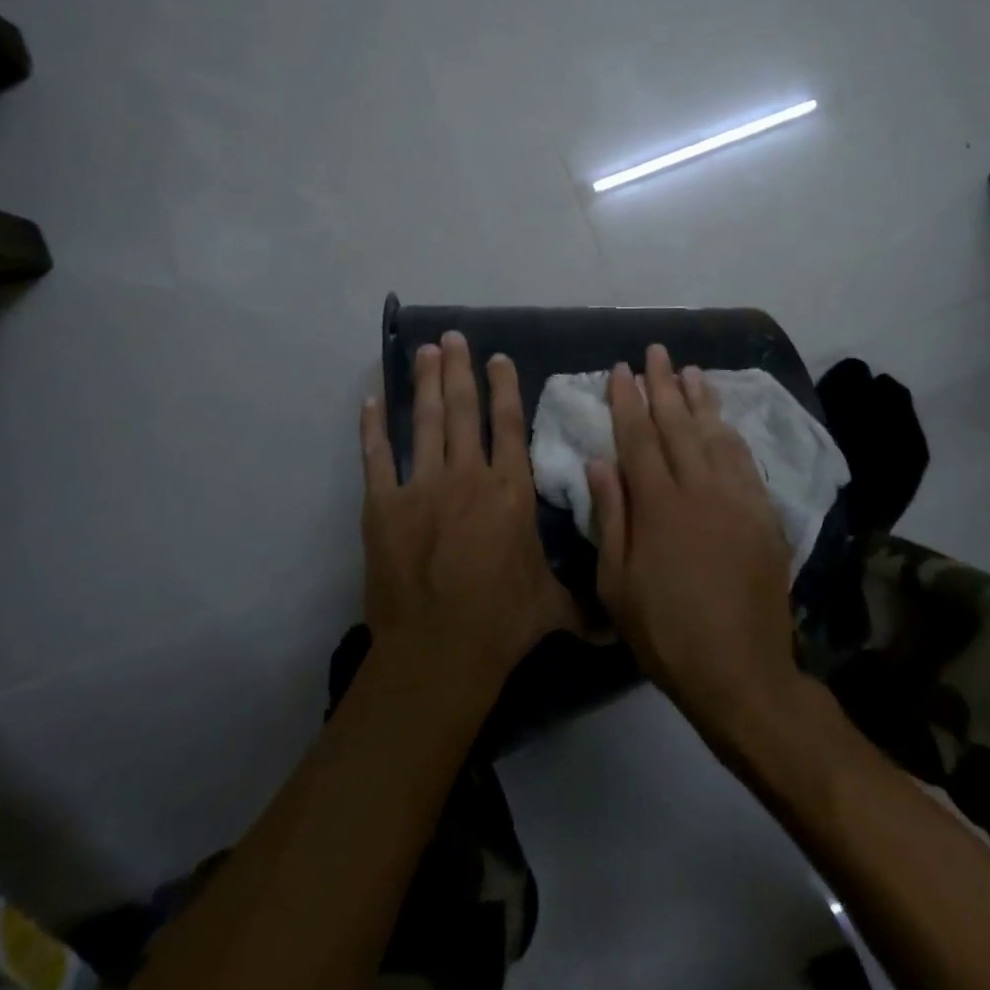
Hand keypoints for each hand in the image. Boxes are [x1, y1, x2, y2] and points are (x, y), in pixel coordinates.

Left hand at [360, 332, 580, 698]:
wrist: (437, 651)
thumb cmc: (501, 623)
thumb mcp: (552, 609)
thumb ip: (584, 606)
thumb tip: (618, 625)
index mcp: (510, 491)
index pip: (507, 425)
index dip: (503, 387)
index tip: (496, 358)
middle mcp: (467, 476)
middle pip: (464, 410)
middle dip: (459, 369)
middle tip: (452, 337)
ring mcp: (422, 487)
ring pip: (426, 422)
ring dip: (425, 383)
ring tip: (425, 352)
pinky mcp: (383, 505)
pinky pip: (377, 456)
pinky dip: (373, 427)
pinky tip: (371, 400)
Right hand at [588, 345, 801, 739]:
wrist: (741, 671)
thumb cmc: (666, 631)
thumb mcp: (617, 583)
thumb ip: (610, 516)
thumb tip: (598, 461)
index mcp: (658, 504)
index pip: (638, 437)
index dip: (627, 400)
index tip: (620, 370)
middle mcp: (699, 489)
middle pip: (677, 424)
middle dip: (662, 384)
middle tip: (655, 351)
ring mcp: (737, 499)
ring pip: (715, 435)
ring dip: (700, 399)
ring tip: (690, 371)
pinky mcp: (764, 515)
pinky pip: (745, 461)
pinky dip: (731, 433)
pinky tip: (724, 420)